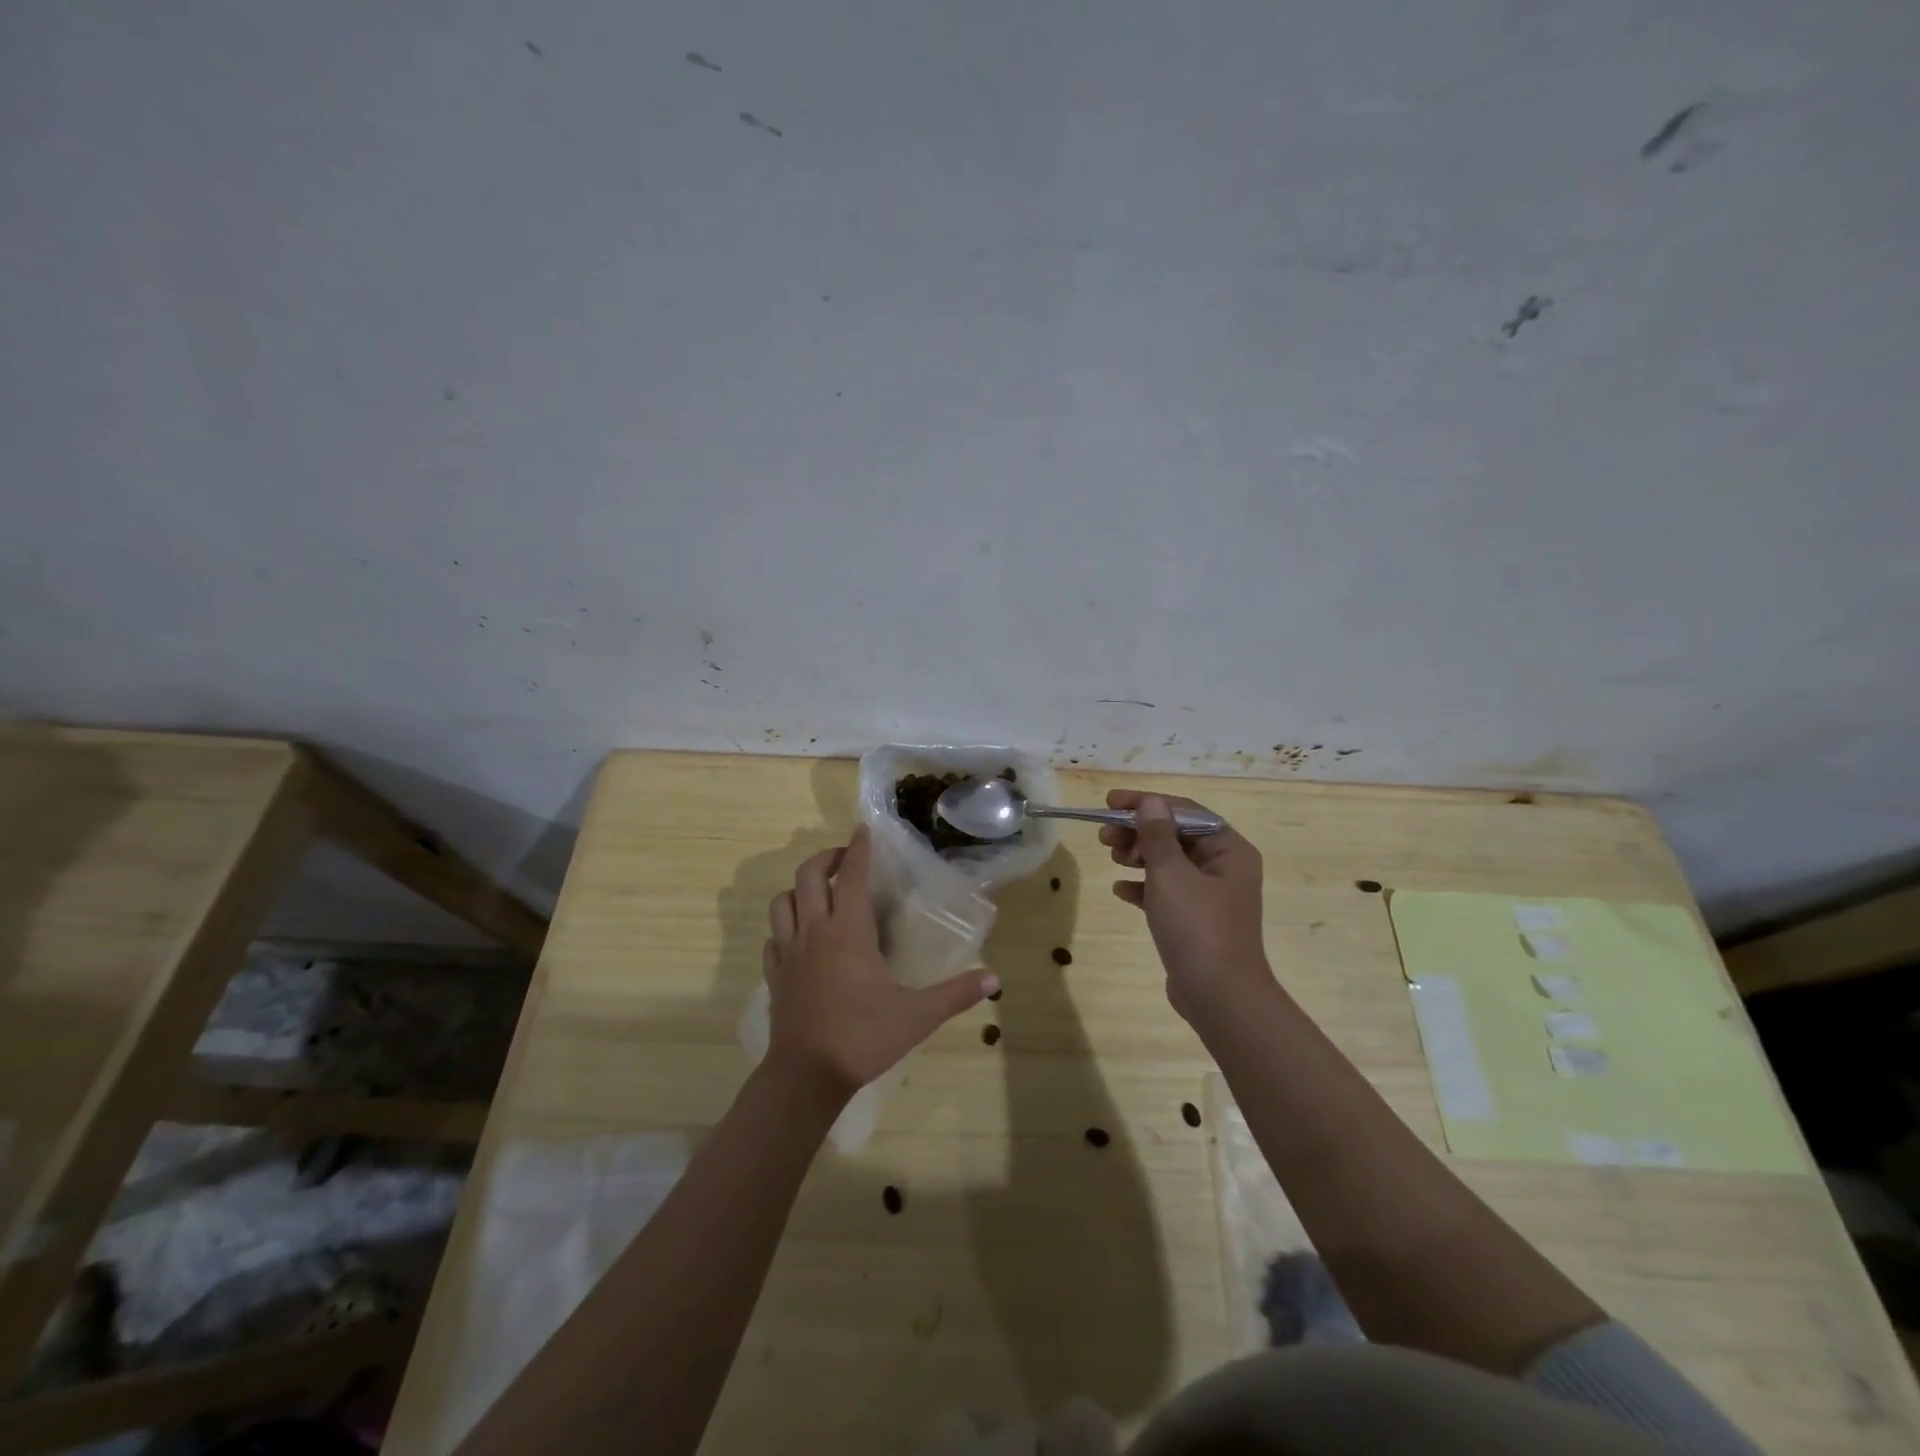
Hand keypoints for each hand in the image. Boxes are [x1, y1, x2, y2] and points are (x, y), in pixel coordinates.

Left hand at [763, 826, 998, 1100]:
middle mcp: (814, 932)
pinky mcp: (774, 975)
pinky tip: (799, 937)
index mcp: (848, 932)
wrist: (806, 1076)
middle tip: (844, 860)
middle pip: (807, 876)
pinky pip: (772, 937)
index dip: (858, 849)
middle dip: (825, 859)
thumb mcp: (917, 1016)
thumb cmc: (863, 1038)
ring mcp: (788, 953)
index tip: (864, 830)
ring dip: (799, 889)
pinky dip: (784, 926)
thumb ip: (956, 994)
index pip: (850, 875)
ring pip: (782, 902)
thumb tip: (994, 980)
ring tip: (818, 893)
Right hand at [1100, 791, 1271, 1025]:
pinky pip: (1167, 892)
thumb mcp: (1170, 874)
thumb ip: (1157, 835)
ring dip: (1139, 855)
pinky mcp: (1196, 921)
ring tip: (1111, 857)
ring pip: (1169, 863)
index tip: (1110, 803)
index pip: (1184, 811)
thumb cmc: (1197, 926)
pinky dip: (1144, 886)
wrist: (1219, 996)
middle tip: (1104, 836)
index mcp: (1228, 849)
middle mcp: (1224, 867)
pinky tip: (1120, 890)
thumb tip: (1150, 802)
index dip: (1146, 803)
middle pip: (1175, 835)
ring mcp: (1211, 896)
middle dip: (1138, 831)